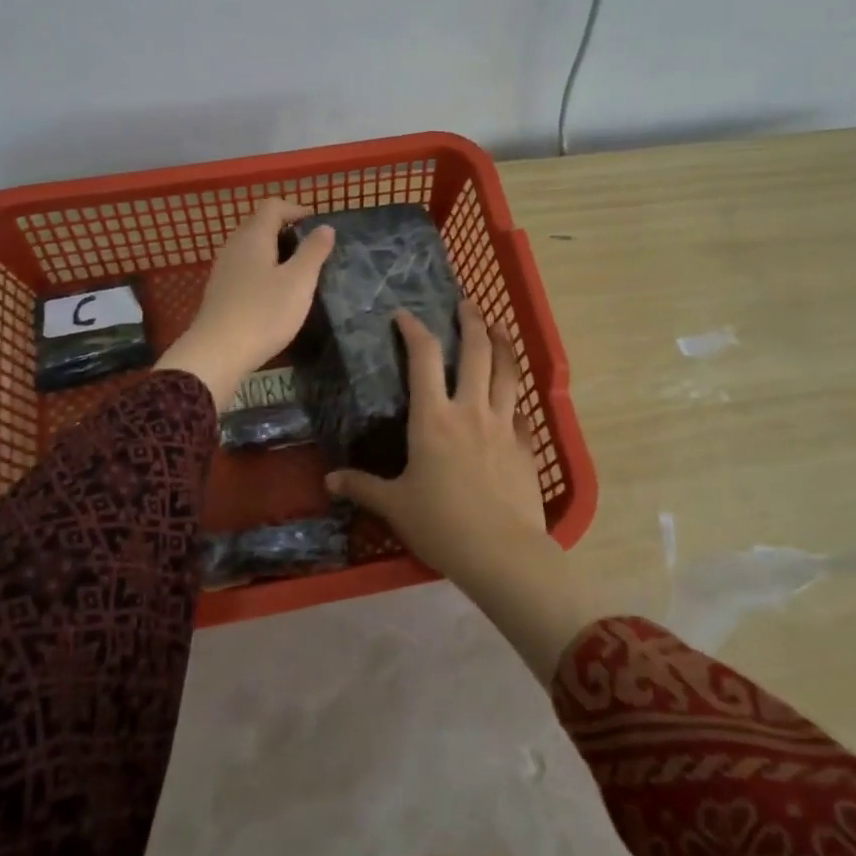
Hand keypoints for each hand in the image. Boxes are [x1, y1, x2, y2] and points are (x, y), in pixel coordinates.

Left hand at [157, 199, 334, 405]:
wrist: (217, 352)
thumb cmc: (264, 313)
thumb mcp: (299, 282)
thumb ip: (313, 251)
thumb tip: (325, 227)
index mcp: (254, 236)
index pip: (273, 206)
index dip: (296, 209)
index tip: (317, 225)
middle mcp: (234, 246)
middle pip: (259, 224)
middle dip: (286, 230)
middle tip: (310, 248)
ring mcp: (223, 269)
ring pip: (251, 247)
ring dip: (274, 251)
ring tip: (296, 271)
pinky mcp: (220, 291)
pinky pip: (244, 267)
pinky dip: (262, 270)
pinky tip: (274, 293)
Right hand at [326, 300, 545, 577]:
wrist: (502, 551)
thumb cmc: (441, 524)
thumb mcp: (395, 505)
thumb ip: (363, 487)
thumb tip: (329, 480)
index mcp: (433, 418)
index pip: (423, 358)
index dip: (414, 330)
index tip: (405, 315)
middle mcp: (470, 410)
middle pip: (476, 352)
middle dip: (471, 321)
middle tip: (467, 304)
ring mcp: (503, 425)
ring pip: (507, 372)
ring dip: (503, 344)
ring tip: (500, 328)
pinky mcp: (525, 446)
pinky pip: (521, 411)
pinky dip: (515, 397)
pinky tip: (514, 397)